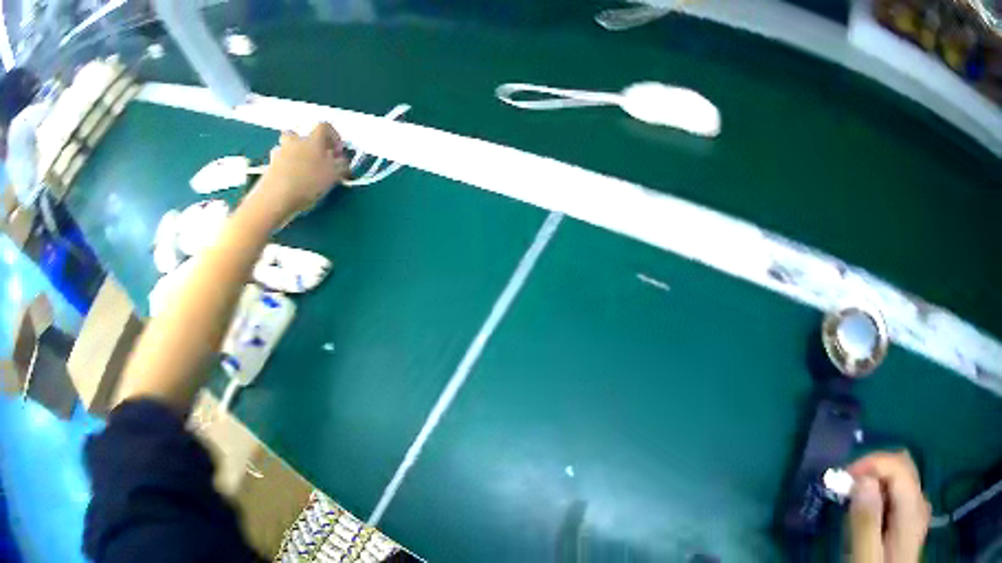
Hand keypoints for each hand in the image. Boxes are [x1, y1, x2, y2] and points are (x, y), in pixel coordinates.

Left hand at [247, 123, 349, 226]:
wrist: (276, 198)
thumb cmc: (308, 182)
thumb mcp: (333, 175)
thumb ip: (341, 165)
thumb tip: (342, 161)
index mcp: (313, 139)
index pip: (325, 127)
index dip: (333, 137)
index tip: (337, 153)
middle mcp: (294, 141)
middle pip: (298, 134)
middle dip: (305, 144)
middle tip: (313, 158)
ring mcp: (278, 154)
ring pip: (286, 149)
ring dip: (292, 157)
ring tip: (300, 174)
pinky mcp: (267, 169)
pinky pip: (278, 165)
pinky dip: (283, 171)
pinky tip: (289, 185)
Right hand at [847, 451, 930, 562]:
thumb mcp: (866, 560)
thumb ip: (866, 525)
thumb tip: (863, 481)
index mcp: (913, 511)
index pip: (899, 466)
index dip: (871, 463)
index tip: (841, 480)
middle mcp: (920, 504)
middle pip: (903, 468)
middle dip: (874, 472)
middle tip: (844, 492)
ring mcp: (918, 515)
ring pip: (900, 483)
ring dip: (876, 487)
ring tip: (852, 510)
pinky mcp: (911, 526)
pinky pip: (899, 500)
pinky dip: (881, 501)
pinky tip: (867, 521)